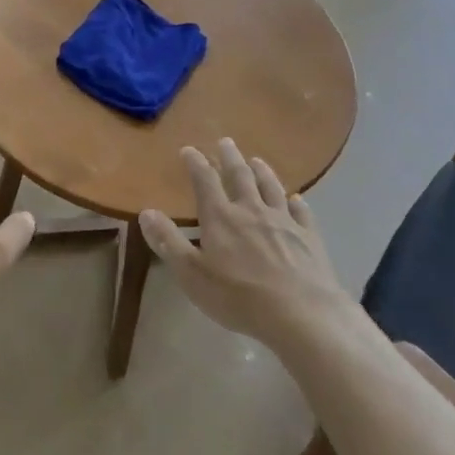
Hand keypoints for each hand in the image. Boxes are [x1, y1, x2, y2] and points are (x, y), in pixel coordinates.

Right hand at [139, 139, 349, 344]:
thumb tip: (146, 212)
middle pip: (240, 176)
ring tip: (256, 160)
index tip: (188, 149)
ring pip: (271, 187)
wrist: (300, 313)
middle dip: (230, 157)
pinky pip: (301, 212)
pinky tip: (297, 199)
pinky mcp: (309, 236)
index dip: (196, 163)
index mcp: (221, 218)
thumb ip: (168, 242)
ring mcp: (284, 221)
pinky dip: (297, 202)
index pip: (205, 180)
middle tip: (226, 141)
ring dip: (262, 171)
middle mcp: (252, 210)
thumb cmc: (239, 297)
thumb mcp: (192, 274)